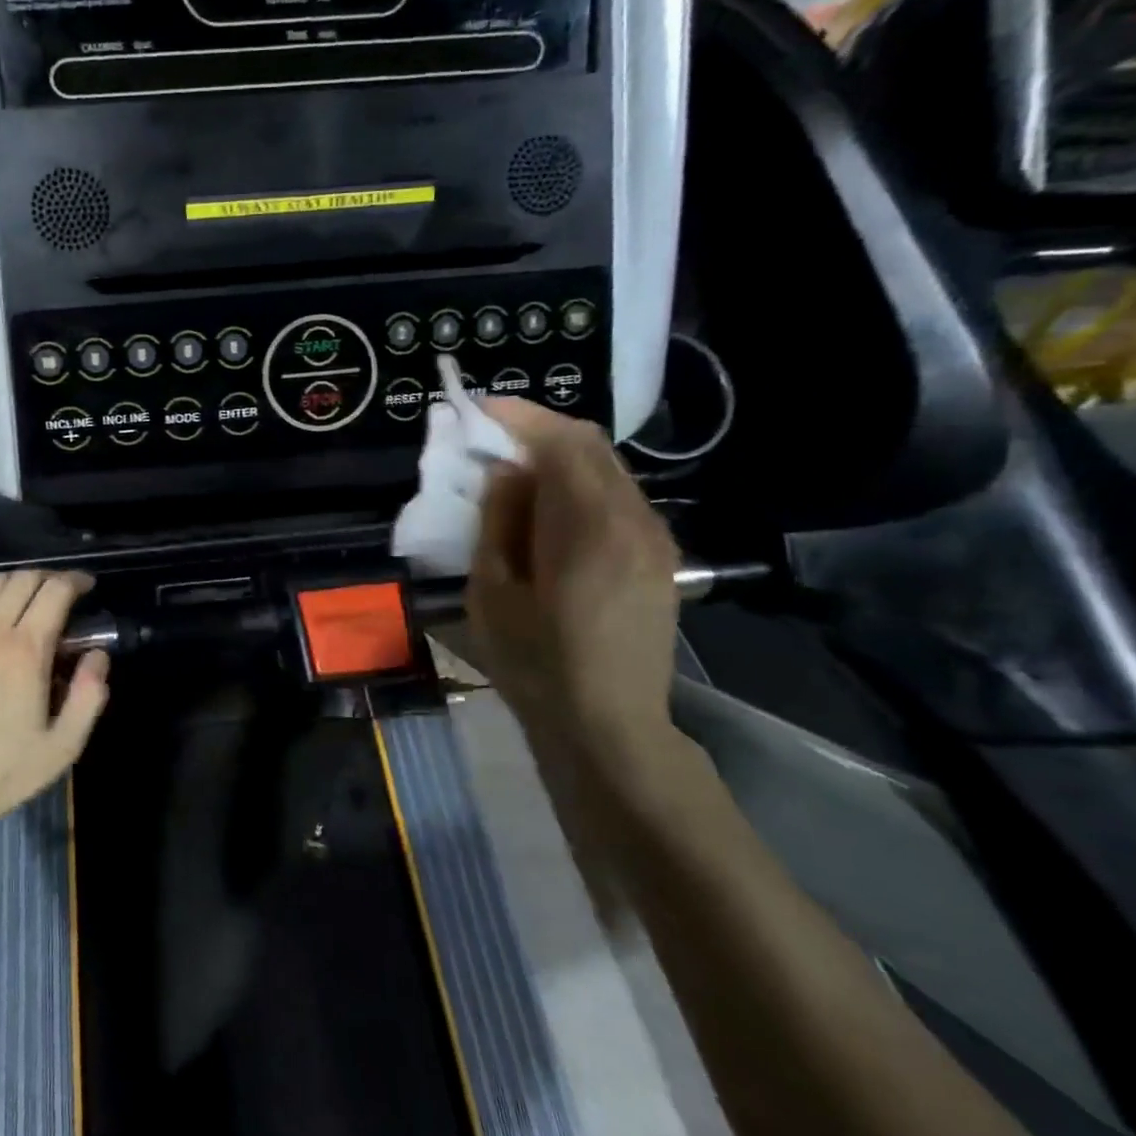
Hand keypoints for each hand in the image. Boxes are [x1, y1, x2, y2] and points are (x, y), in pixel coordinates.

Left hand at [0, 570, 110, 846]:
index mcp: (25, 652)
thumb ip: (89, 697)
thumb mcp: (60, 749)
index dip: (75, 581)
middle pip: (23, 578)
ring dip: (13, 582)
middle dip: (48, 578)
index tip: (86, 587)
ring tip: (23, 599)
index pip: (55, 591)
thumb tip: (98, 656)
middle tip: (59, 595)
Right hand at [465, 398, 680, 764]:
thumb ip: (499, 521)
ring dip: (559, 456)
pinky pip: (617, 497)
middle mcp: (634, 520)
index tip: (477, 409)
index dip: (519, 416)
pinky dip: (578, 484)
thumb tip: (506, 472)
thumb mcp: (493, 592)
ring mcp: (654, 538)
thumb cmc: (536, 664)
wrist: (609, 726)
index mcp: (590, 528)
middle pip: (590, 445)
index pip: (562, 442)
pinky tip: (548, 508)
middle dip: (537, 429)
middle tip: (488, 435)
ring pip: (607, 469)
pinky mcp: (658, 556)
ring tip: (512, 469)